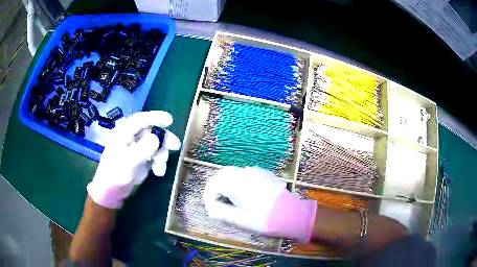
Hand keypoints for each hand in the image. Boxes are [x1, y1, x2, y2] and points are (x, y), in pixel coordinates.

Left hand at [87, 111, 180, 208]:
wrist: (112, 191)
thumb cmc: (115, 174)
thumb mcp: (128, 162)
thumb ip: (142, 149)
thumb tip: (157, 138)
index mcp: (124, 132)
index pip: (141, 119)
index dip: (155, 117)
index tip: (169, 120)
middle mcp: (132, 137)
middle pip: (152, 131)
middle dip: (164, 139)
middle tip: (175, 146)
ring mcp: (138, 147)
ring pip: (156, 144)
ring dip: (161, 155)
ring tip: (159, 168)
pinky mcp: (143, 158)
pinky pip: (156, 155)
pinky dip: (159, 163)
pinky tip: (158, 172)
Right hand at [203, 167, 316, 241]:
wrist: (291, 214)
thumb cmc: (263, 219)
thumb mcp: (239, 219)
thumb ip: (220, 211)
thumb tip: (210, 207)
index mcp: (235, 183)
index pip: (212, 184)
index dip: (208, 196)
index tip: (212, 208)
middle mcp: (244, 172)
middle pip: (222, 175)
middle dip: (217, 188)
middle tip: (219, 203)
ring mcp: (256, 171)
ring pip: (234, 172)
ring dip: (228, 183)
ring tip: (232, 199)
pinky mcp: (265, 173)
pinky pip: (246, 173)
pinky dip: (240, 181)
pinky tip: (246, 193)